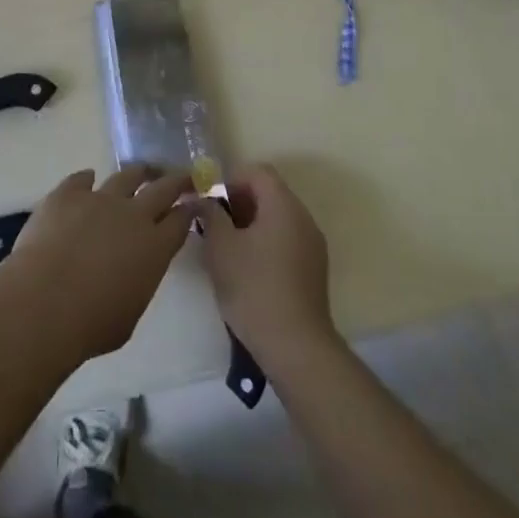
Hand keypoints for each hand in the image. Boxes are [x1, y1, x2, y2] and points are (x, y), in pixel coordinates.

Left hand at [2, 167, 192, 365]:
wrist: (45, 302)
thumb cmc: (91, 324)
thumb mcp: (129, 315)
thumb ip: (137, 284)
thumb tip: (131, 273)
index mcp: (154, 247)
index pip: (181, 221)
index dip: (189, 210)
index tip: (194, 203)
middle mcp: (133, 215)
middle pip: (163, 188)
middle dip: (177, 180)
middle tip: (184, 176)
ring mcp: (100, 199)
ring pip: (127, 175)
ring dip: (138, 173)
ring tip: (142, 172)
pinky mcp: (67, 194)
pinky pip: (81, 178)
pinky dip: (86, 179)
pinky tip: (87, 179)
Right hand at [201, 165, 335, 365]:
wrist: (295, 346)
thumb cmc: (254, 288)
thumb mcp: (220, 247)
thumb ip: (210, 214)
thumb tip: (204, 199)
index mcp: (284, 205)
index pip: (257, 171)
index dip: (231, 179)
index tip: (211, 203)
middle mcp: (304, 218)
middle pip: (269, 193)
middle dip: (239, 203)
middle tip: (214, 226)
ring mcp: (313, 245)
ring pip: (277, 218)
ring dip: (251, 224)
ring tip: (227, 249)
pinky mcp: (314, 269)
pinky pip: (287, 240)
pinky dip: (266, 243)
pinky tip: (248, 270)